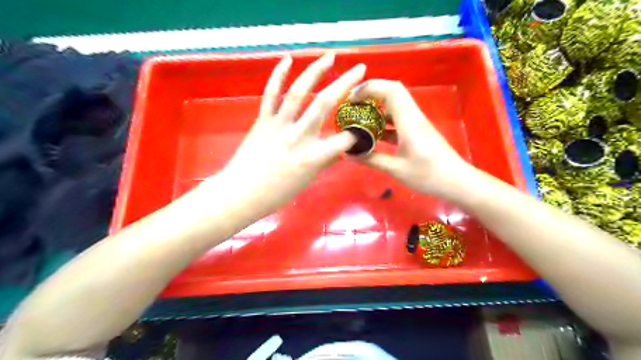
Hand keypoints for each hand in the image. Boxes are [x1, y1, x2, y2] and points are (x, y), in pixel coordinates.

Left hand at [205, 53, 365, 215]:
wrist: (242, 193)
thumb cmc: (277, 193)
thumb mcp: (308, 180)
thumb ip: (326, 161)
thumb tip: (341, 149)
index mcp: (313, 156)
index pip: (344, 138)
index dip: (357, 133)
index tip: (362, 127)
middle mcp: (298, 135)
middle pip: (324, 103)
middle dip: (346, 83)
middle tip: (359, 69)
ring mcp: (278, 125)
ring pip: (298, 91)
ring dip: (315, 70)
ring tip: (329, 56)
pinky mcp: (262, 120)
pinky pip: (270, 94)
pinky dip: (277, 75)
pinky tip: (288, 59)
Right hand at [348, 79, 471, 198]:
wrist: (456, 181)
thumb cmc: (427, 175)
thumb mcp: (396, 169)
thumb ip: (372, 160)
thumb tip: (350, 154)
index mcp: (409, 121)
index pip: (391, 90)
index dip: (370, 88)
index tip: (351, 99)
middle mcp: (413, 116)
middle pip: (393, 91)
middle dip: (371, 93)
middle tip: (352, 105)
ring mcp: (416, 123)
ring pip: (395, 105)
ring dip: (377, 107)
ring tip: (358, 118)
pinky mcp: (417, 131)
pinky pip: (398, 118)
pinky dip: (384, 121)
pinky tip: (373, 133)